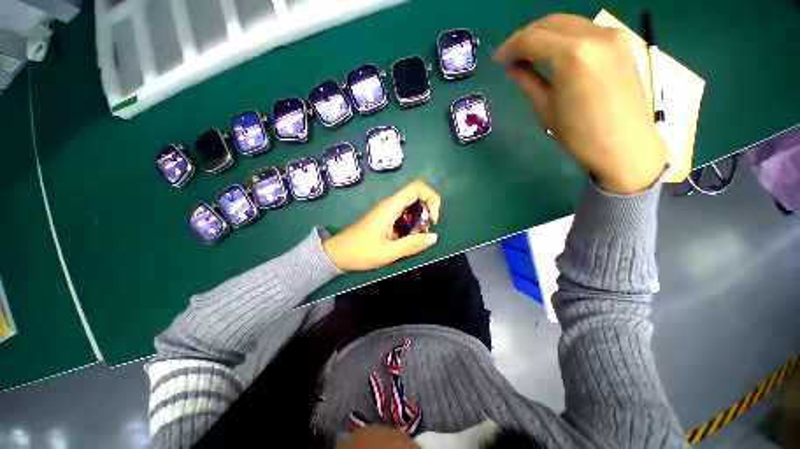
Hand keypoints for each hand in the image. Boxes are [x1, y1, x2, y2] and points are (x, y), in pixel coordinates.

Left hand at [323, 180, 440, 270]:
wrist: (337, 254)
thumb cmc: (361, 252)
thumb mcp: (388, 253)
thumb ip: (412, 245)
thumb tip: (434, 237)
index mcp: (390, 207)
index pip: (417, 187)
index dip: (431, 198)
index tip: (433, 219)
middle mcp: (390, 204)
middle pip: (416, 193)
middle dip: (428, 208)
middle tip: (428, 228)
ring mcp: (387, 210)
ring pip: (411, 204)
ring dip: (421, 217)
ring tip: (418, 235)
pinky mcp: (385, 217)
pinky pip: (404, 213)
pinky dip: (413, 222)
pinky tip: (409, 237)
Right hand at [494, 14, 666, 193]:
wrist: (625, 146)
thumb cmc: (580, 135)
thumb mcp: (546, 110)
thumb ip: (528, 82)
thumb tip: (513, 68)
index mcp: (572, 55)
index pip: (533, 38)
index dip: (510, 47)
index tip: (497, 60)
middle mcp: (594, 35)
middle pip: (551, 23)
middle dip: (526, 36)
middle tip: (511, 56)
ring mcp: (612, 36)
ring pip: (568, 23)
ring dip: (545, 34)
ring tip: (530, 55)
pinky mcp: (621, 43)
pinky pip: (585, 30)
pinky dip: (564, 38)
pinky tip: (555, 54)